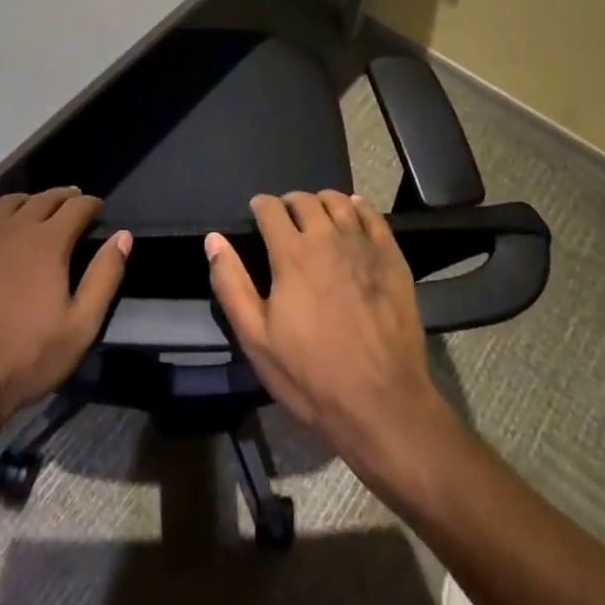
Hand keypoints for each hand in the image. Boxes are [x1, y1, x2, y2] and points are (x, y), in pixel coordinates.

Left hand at [0, 189, 129, 446]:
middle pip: (44, 199)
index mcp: (48, 241)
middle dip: (63, 199)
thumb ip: (104, 277)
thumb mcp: (80, 329)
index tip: (96, 209)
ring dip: (28, 203)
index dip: (91, 204)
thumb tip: (123, 235)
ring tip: (34, 213)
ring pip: (9, 202)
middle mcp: (14, 225)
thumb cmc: (23, 361)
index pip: (77, 206)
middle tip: (71, 206)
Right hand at [207, 191, 450, 480]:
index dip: (260, 206)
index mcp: (292, 253)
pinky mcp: (391, 257)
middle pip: (305, 200)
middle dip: (289, 203)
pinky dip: (358, 207)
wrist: (383, 403)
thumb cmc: (312, 375)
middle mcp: (327, 237)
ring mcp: (363, 245)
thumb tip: (213, 240)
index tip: (257, 214)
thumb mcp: (257, 339)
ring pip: (339, 202)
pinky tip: (354, 213)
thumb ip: (231, 284)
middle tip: (285, 219)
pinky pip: (373, 216)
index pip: (270, 208)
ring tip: (317, 216)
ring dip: (322, 202)